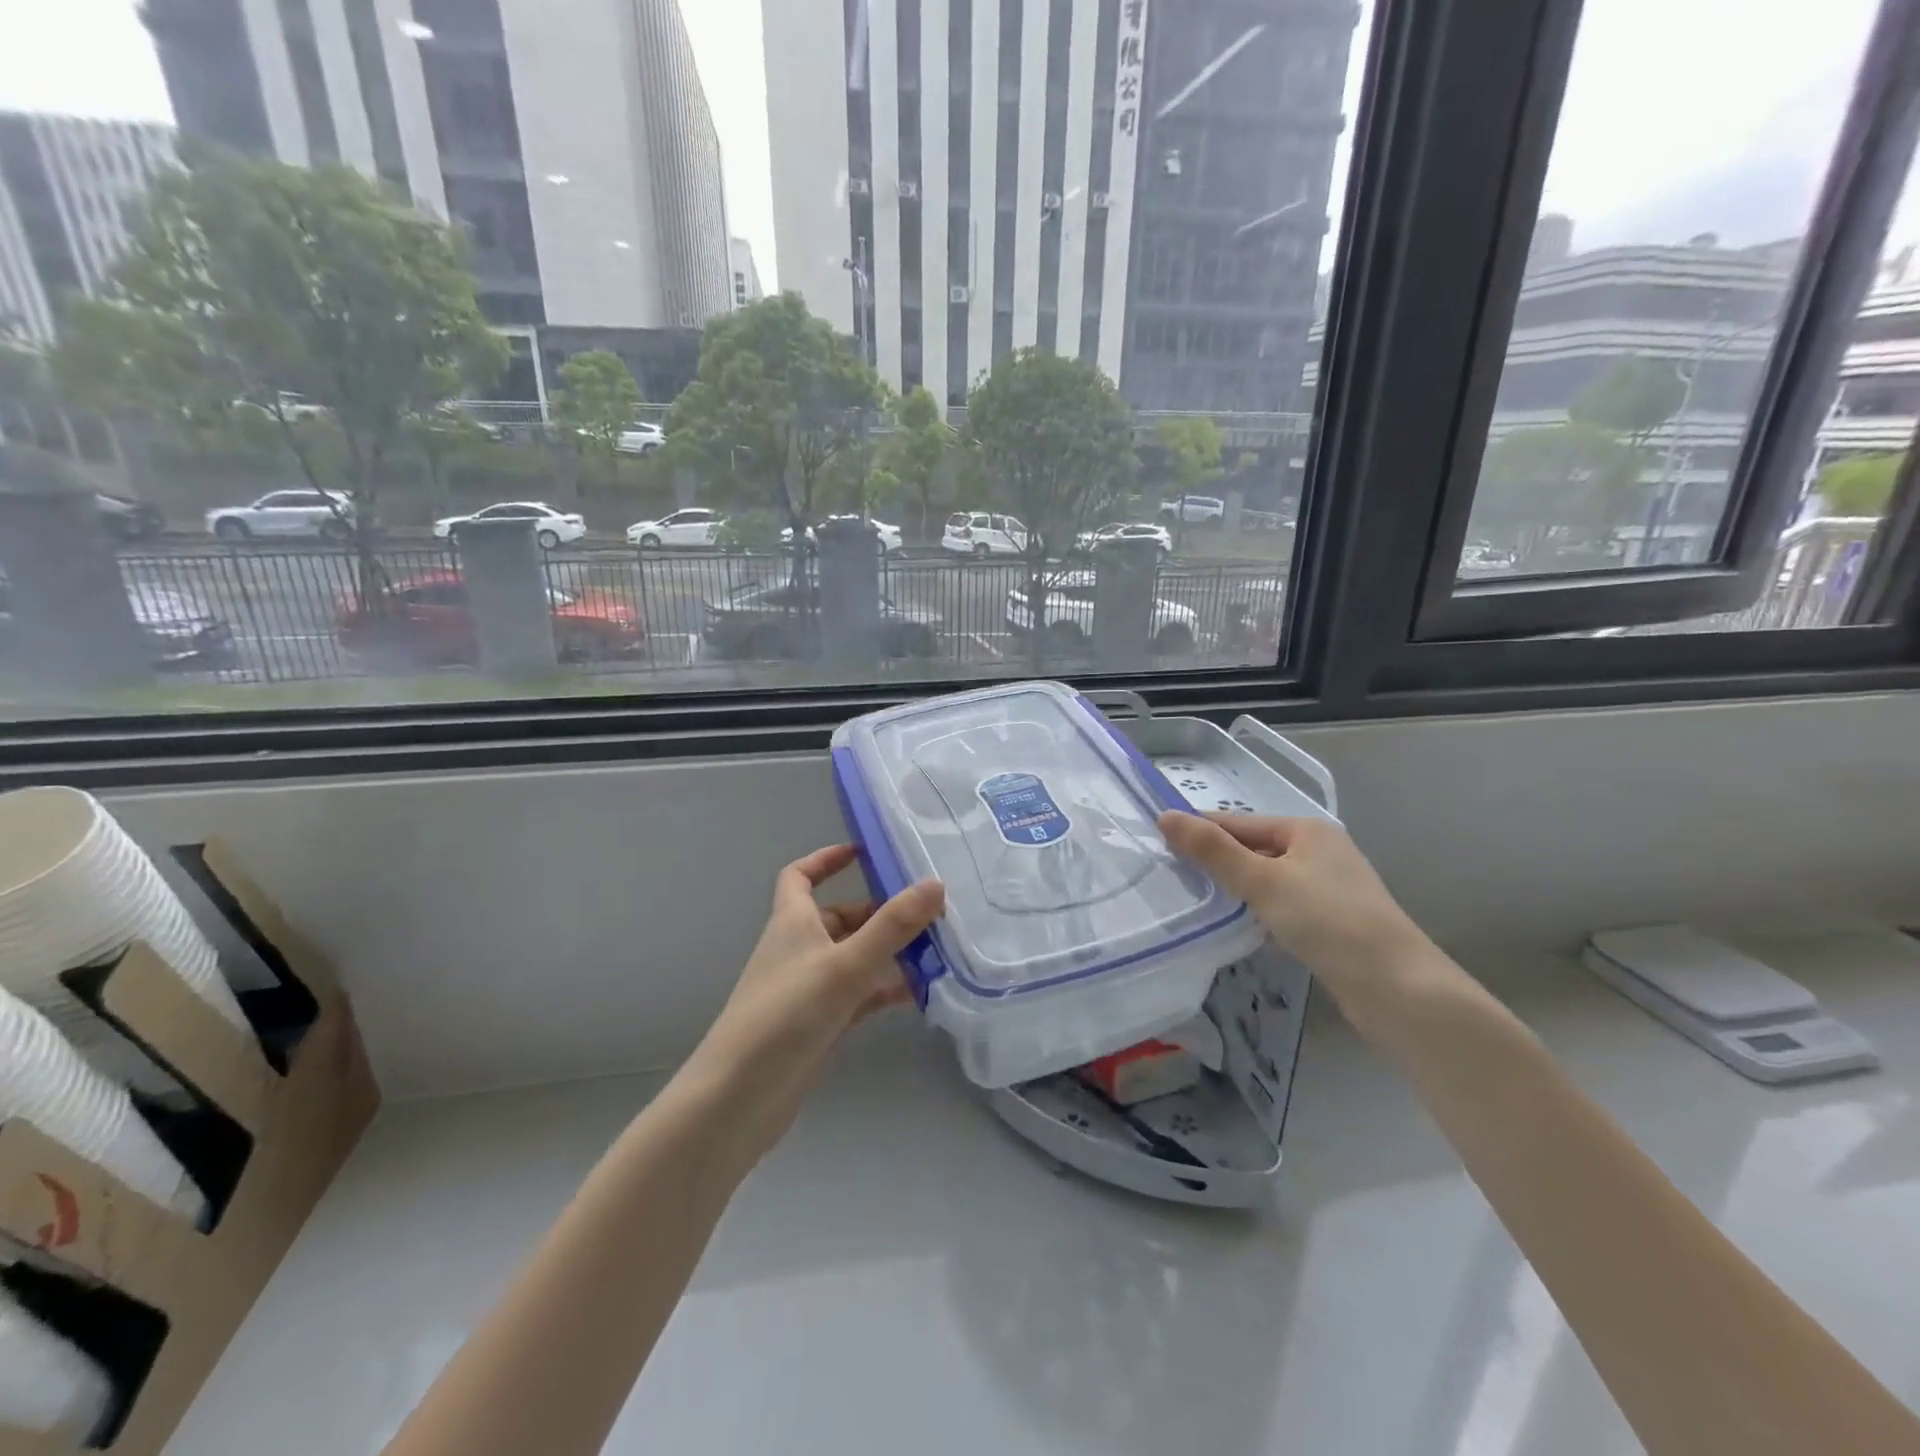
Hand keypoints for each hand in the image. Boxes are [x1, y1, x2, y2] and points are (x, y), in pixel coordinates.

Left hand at [685, 844, 943, 1167]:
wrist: (738, 1100)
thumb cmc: (785, 1016)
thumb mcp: (844, 965)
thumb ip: (892, 926)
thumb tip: (935, 884)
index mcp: (792, 923)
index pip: (800, 876)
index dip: (826, 859)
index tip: (864, 852)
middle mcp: (799, 950)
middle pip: (842, 918)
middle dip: (882, 912)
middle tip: (929, 911)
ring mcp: (810, 990)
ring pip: (856, 958)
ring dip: (890, 952)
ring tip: (938, 950)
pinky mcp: (820, 1025)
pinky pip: (860, 995)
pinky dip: (886, 990)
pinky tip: (921, 993)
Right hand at [1158, 811, 1440, 1020]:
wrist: (1398, 989)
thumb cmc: (1328, 922)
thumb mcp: (1263, 881)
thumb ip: (1213, 851)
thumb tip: (1165, 817)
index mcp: (1307, 830)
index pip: (1239, 823)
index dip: (1200, 831)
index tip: (1159, 843)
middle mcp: (1321, 852)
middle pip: (1254, 850)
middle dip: (1217, 863)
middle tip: (1170, 876)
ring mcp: (1329, 889)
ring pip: (1267, 882)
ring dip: (1236, 891)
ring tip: (1195, 902)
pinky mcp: (1332, 924)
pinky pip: (1282, 908)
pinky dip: (1258, 914)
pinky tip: (1238, 930)